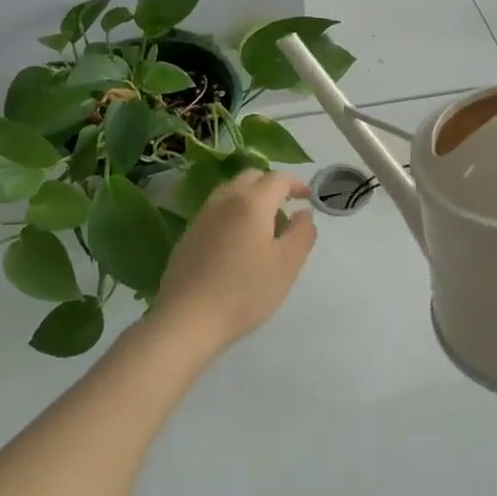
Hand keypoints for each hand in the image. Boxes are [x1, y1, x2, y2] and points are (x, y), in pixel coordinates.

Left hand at [150, 170, 316, 355]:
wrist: (188, 318)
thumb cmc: (245, 291)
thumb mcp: (287, 265)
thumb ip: (302, 233)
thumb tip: (303, 213)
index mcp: (251, 202)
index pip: (277, 179)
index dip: (296, 184)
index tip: (308, 197)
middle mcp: (225, 200)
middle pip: (251, 177)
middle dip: (272, 185)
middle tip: (286, 206)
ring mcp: (203, 216)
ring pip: (231, 191)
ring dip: (251, 196)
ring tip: (263, 223)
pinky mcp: (189, 234)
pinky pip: (217, 210)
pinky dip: (233, 212)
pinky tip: (238, 241)